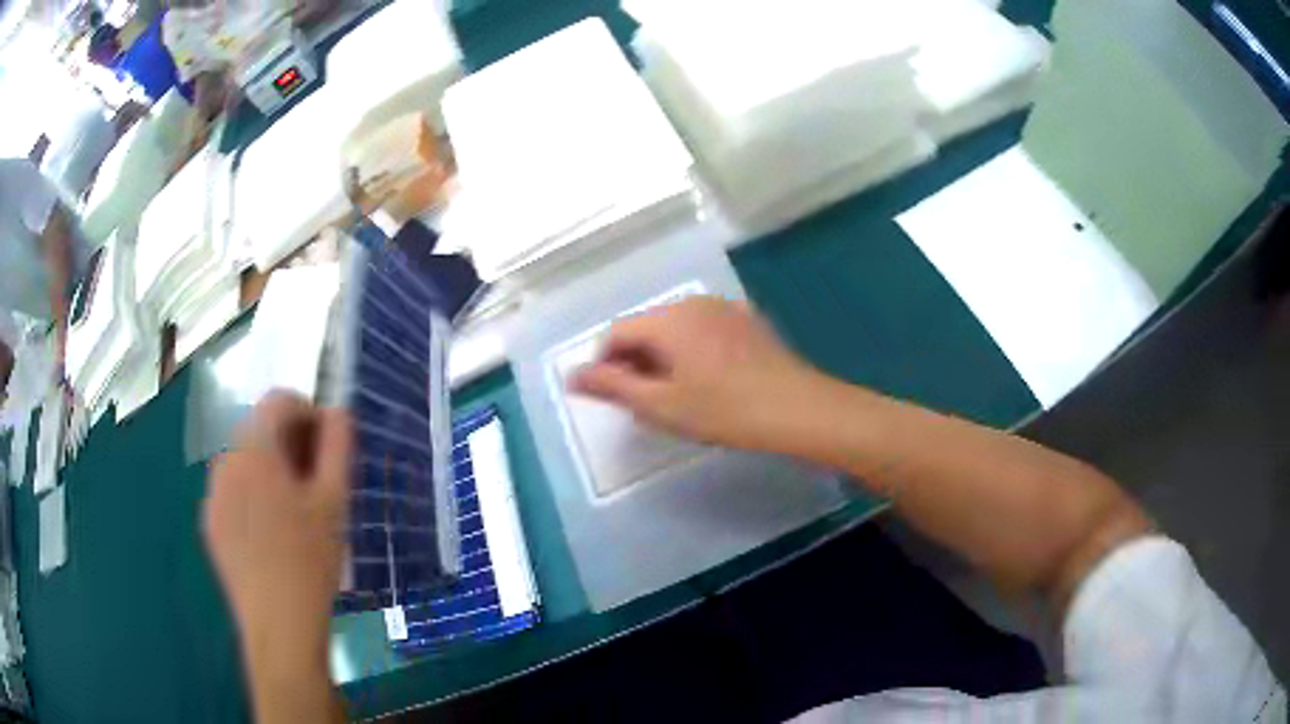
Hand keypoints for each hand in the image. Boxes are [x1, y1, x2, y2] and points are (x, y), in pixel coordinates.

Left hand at [204, 392, 351, 669]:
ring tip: (296, 512)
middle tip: (318, 482)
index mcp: (255, 449)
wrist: (279, 624)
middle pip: (259, 430)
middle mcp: (225, 460)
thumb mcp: (334, 501)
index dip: (309, 412)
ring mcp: (213, 494)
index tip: (329, 446)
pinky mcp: (211, 523)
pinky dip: (253, 496)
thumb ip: (337, 445)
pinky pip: (233, 492)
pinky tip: (273, 535)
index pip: (279, 400)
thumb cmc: (309, 560)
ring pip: (245, 462)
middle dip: (291, 444)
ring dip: (271, 470)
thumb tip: (337, 412)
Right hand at [571, 297, 823, 451]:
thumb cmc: (724, 410)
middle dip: (636, 361)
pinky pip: (704, 329)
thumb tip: (572, 375)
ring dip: (665, 356)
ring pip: (676, 328)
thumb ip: (613, 387)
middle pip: (647, 327)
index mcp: (667, 319)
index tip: (617, 398)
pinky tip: (711, 380)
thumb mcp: (662, 405)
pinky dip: (693, 350)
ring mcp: (724, 308)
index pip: (616, 333)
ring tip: (679, 394)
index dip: (606, 365)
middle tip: (648, 402)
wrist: (797, 408)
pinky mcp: (747, 320)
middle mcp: (692, 303)